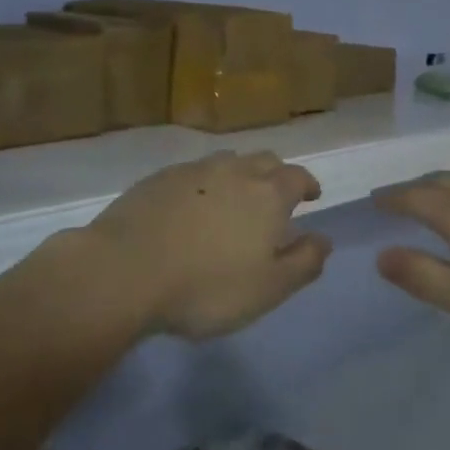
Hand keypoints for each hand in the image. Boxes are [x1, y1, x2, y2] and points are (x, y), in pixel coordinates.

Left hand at [85, 150, 329, 339]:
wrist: (124, 271)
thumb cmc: (206, 286)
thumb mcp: (268, 289)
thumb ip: (303, 262)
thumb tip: (324, 239)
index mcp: (268, 194)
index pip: (298, 176)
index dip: (308, 184)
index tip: (311, 196)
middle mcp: (234, 171)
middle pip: (264, 160)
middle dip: (275, 175)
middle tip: (274, 198)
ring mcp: (192, 171)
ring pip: (226, 162)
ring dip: (238, 176)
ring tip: (233, 200)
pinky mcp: (157, 179)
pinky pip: (192, 174)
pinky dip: (202, 185)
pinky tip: (191, 208)